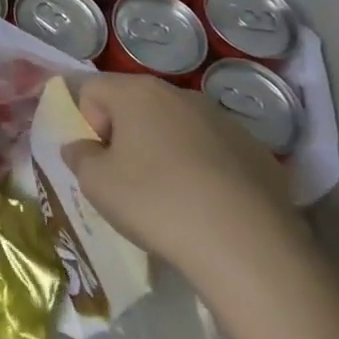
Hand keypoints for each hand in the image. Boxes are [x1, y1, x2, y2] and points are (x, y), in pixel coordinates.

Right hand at [62, 73, 302, 286]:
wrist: (249, 248)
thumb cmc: (156, 204)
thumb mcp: (96, 185)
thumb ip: (79, 156)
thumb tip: (82, 147)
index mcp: (136, 92)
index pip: (92, 90)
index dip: (87, 124)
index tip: (101, 161)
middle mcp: (180, 94)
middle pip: (136, 105)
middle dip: (127, 136)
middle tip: (130, 181)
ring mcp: (224, 121)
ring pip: (178, 128)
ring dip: (167, 152)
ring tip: (173, 199)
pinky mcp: (259, 153)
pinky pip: (216, 153)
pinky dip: (206, 171)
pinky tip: (211, 209)